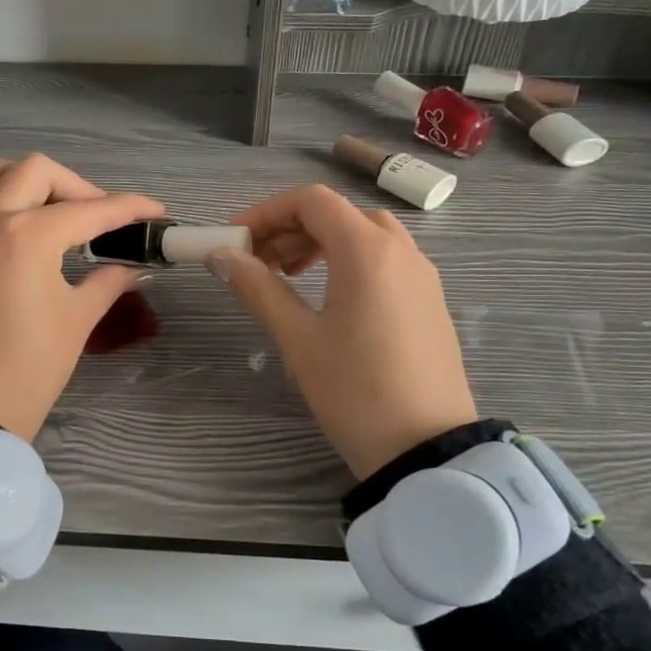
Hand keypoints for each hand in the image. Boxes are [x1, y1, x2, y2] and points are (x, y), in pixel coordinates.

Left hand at [0, 155, 163, 440]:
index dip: (129, 208)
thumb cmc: (31, 367)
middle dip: (76, 186)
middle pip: (35, 172)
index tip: (154, 212)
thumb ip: (109, 281)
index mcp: (28, 235)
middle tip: (96, 218)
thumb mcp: (78, 319)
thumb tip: (135, 266)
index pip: (90, 211)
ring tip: (39, 203)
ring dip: (16, 177)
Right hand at [210, 185, 477, 477]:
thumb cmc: (354, 390)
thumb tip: (222, 255)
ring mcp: (422, 275)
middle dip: (290, 229)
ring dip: (320, 243)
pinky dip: (349, 261)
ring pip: (364, 235)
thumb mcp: (298, 338)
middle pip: (338, 214)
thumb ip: (258, 288)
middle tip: (256, 262)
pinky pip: (385, 260)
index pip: (312, 201)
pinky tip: (328, 298)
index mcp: (367, 250)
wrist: (426, 449)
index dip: (267, 212)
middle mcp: (401, 250)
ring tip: (287, 277)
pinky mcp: (429, 301)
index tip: (236, 240)